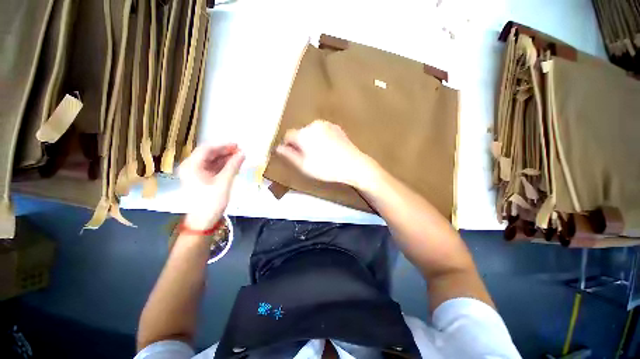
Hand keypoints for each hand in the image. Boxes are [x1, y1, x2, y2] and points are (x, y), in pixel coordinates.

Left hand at [178, 144, 244, 229]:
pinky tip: (234, 165)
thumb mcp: (224, 182)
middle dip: (225, 152)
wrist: (203, 221)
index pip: (207, 149)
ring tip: (240, 158)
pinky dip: (223, 166)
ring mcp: (196, 173)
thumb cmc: (211, 201)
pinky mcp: (201, 179)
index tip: (237, 146)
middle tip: (240, 151)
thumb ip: (233, 166)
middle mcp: (191, 167)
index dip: (223, 146)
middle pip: (209, 154)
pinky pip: (213, 168)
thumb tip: (243, 154)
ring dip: (225, 159)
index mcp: (192, 166)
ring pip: (212, 161)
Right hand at [276, 120, 373, 187]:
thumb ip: (289, 155)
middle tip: (309, 157)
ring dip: (312, 140)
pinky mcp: (336, 127)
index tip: (295, 155)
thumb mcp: (304, 166)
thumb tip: (278, 148)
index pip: (288, 136)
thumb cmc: (326, 168)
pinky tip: (330, 149)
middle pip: (301, 133)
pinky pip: (323, 131)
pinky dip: (322, 138)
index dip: (289, 145)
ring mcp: (327, 124)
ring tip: (321, 154)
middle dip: (301, 143)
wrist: (353, 164)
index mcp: (304, 134)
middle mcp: (314, 125)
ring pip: (312, 131)